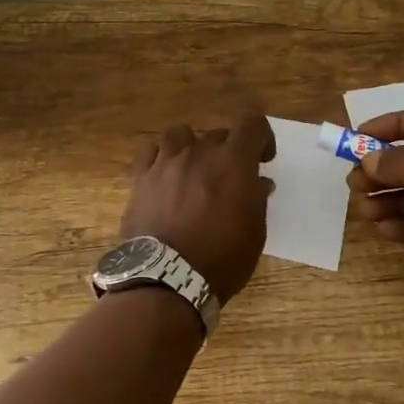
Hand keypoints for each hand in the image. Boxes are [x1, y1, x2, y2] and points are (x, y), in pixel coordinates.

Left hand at [120, 115, 276, 301]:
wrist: (166, 279)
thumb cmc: (221, 259)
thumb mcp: (254, 233)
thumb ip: (256, 200)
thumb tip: (258, 182)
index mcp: (233, 162)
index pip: (253, 125)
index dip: (262, 137)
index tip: (263, 159)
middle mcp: (200, 153)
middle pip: (219, 134)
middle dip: (229, 151)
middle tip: (229, 179)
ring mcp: (166, 163)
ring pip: (181, 134)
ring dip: (193, 146)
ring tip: (194, 169)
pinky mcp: (140, 178)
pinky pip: (151, 151)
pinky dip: (162, 157)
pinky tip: (165, 174)